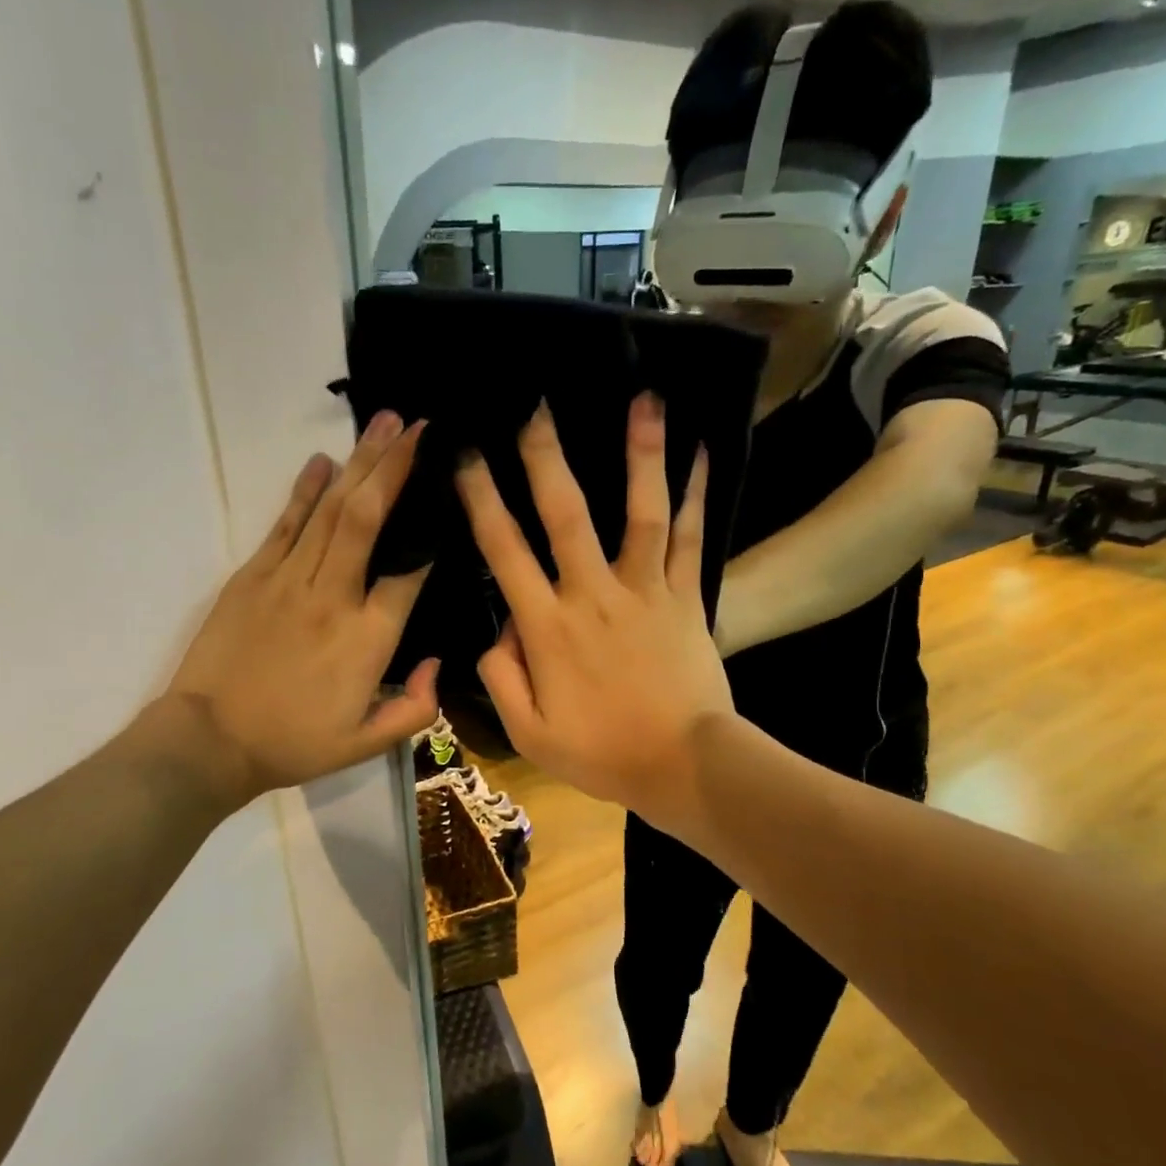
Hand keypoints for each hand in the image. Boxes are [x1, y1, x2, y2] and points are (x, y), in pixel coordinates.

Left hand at [124, 412, 438, 810]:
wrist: (208, 742)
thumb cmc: (292, 745)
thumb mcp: (366, 745)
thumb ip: (415, 708)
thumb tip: (436, 663)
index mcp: (367, 639)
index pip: (409, 572)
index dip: (431, 532)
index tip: (446, 495)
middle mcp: (333, 597)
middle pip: (370, 519)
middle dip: (396, 466)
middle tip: (420, 426)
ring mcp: (288, 581)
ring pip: (332, 510)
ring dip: (360, 463)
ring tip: (384, 422)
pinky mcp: (252, 577)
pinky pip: (285, 524)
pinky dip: (304, 489)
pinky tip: (322, 460)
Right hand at [455, 395, 733, 833]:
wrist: (684, 766)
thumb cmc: (602, 753)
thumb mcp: (529, 732)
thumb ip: (501, 676)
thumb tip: (497, 629)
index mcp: (548, 627)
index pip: (505, 551)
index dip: (481, 500)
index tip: (465, 456)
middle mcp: (594, 594)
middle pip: (567, 514)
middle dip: (546, 456)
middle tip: (536, 405)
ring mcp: (645, 591)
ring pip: (640, 512)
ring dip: (640, 454)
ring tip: (644, 399)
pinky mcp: (686, 597)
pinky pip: (690, 539)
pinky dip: (696, 495)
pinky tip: (701, 452)